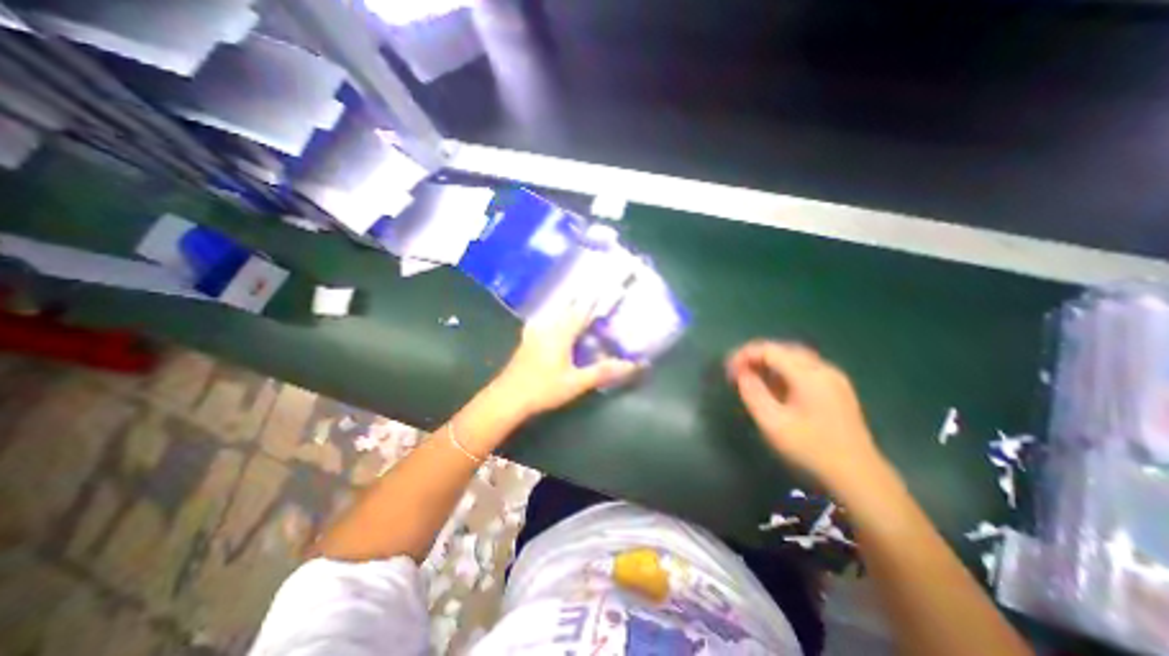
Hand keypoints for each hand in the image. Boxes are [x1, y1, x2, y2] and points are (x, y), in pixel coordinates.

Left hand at [489, 302, 642, 416]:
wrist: (507, 397)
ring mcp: (535, 332)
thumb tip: (631, 365)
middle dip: (582, 299)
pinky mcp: (528, 339)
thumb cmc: (543, 388)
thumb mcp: (576, 382)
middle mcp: (547, 326)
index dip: (596, 299)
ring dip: (568, 306)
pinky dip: (556, 317)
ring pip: (555, 312)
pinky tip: (557, 322)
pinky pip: (546, 320)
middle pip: (567, 307)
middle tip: (597, 292)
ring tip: (580, 302)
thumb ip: (603, 372)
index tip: (607, 287)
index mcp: (560, 332)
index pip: (582, 310)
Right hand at [724, 341, 886, 489]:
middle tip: (737, 372)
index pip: (770, 350)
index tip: (728, 369)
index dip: (745, 355)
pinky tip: (775, 386)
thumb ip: (753, 393)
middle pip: (783, 350)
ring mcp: (834, 378)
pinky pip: (805, 369)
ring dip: (770, 363)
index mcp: (808, 375)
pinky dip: (784, 371)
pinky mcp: (837, 389)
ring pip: (795, 358)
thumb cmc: (811, 450)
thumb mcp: (773, 423)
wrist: (859, 477)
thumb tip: (741, 373)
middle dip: (756, 356)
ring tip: (751, 377)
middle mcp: (823, 369)